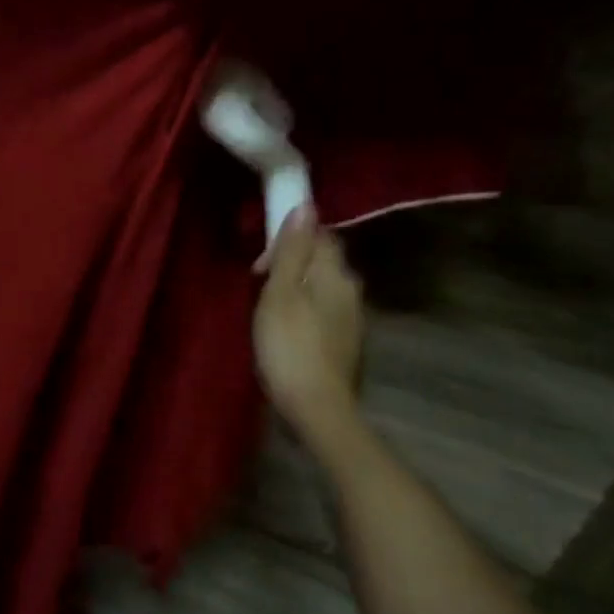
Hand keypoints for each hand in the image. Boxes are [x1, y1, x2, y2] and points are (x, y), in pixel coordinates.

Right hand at [253, 206, 364, 429]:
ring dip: (298, 288)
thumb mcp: (280, 293)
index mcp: (337, 275)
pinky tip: (287, 329)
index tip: (261, 264)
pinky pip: (324, 310)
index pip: (320, 236)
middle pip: (323, 261)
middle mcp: (352, 291)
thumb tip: (307, 206)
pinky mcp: (347, 342)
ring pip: (323, 287)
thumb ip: (292, 250)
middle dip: (293, 263)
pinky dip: (305, 309)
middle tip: (260, 284)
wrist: (317, 407)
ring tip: (269, 307)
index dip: (290, 240)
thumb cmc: (289, 345)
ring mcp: (353, 319)